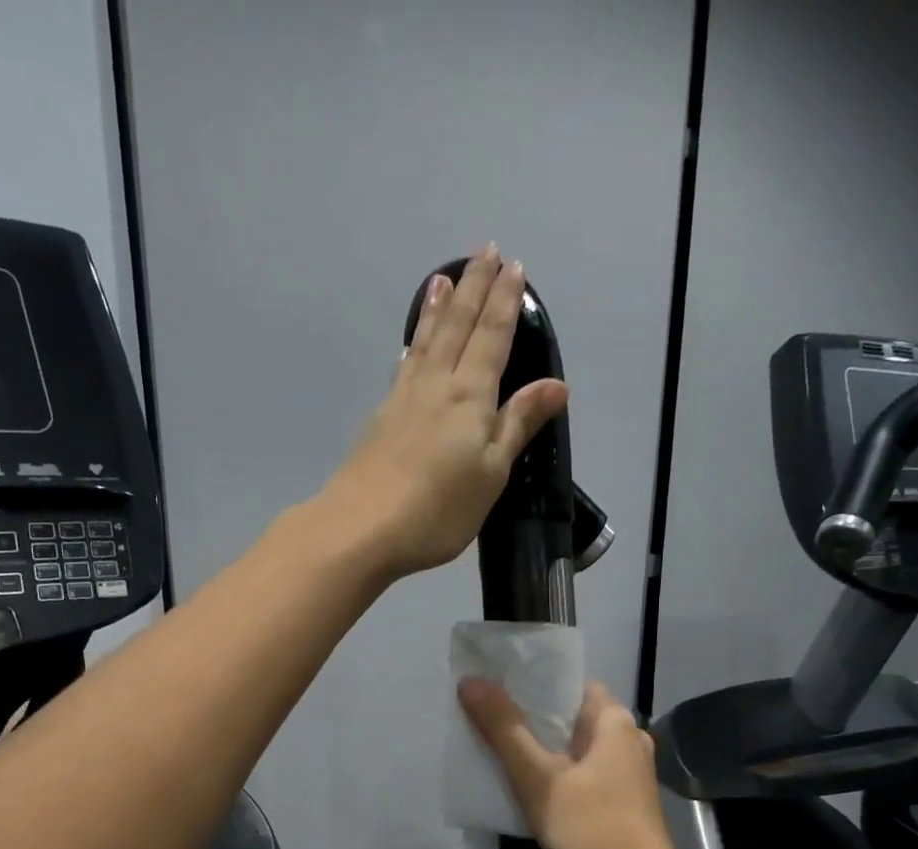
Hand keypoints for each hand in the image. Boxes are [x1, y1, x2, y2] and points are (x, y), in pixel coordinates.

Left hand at [321, 245, 570, 580]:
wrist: (361, 529)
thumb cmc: (437, 510)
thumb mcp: (491, 474)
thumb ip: (518, 425)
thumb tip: (556, 384)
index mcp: (470, 397)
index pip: (492, 338)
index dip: (504, 303)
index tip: (513, 266)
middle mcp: (435, 386)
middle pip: (458, 327)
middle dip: (474, 289)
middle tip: (484, 251)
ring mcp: (402, 400)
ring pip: (426, 342)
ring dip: (438, 308)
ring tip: (443, 277)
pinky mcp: (380, 420)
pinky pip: (403, 367)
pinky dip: (411, 346)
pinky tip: (410, 346)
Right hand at [459, 678, 683, 848]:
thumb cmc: (592, 830)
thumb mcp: (539, 779)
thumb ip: (504, 729)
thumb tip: (470, 681)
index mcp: (616, 722)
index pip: (570, 685)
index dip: (532, 684)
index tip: (494, 689)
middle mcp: (629, 740)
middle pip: (570, 717)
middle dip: (529, 720)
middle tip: (486, 722)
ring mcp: (629, 774)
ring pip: (575, 749)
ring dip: (541, 750)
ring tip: (497, 752)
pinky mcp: (623, 802)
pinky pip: (583, 775)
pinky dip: (556, 775)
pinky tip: (528, 788)